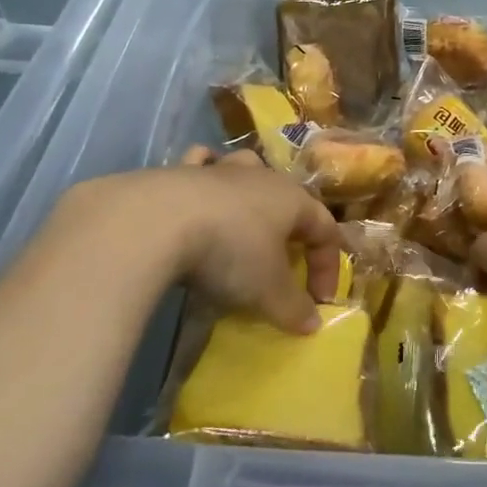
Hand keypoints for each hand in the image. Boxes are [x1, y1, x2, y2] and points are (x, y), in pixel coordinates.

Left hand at [42, 147, 340, 333]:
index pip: (325, 229)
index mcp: (293, 199)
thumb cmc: (229, 251)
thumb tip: (312, 323)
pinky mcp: (181, 170)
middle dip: (292, 229)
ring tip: (246, 217)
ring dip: (252, 191)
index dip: (327, 266)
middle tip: (283, 263)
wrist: (158, 221)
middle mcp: (263, 176)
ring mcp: (221, 169)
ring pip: (248, 168)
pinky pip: (202, 162)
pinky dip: (205, 170)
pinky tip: (199, 187)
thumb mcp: (267, 290)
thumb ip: (293, 307)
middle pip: (289, 197)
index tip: (318, 302)